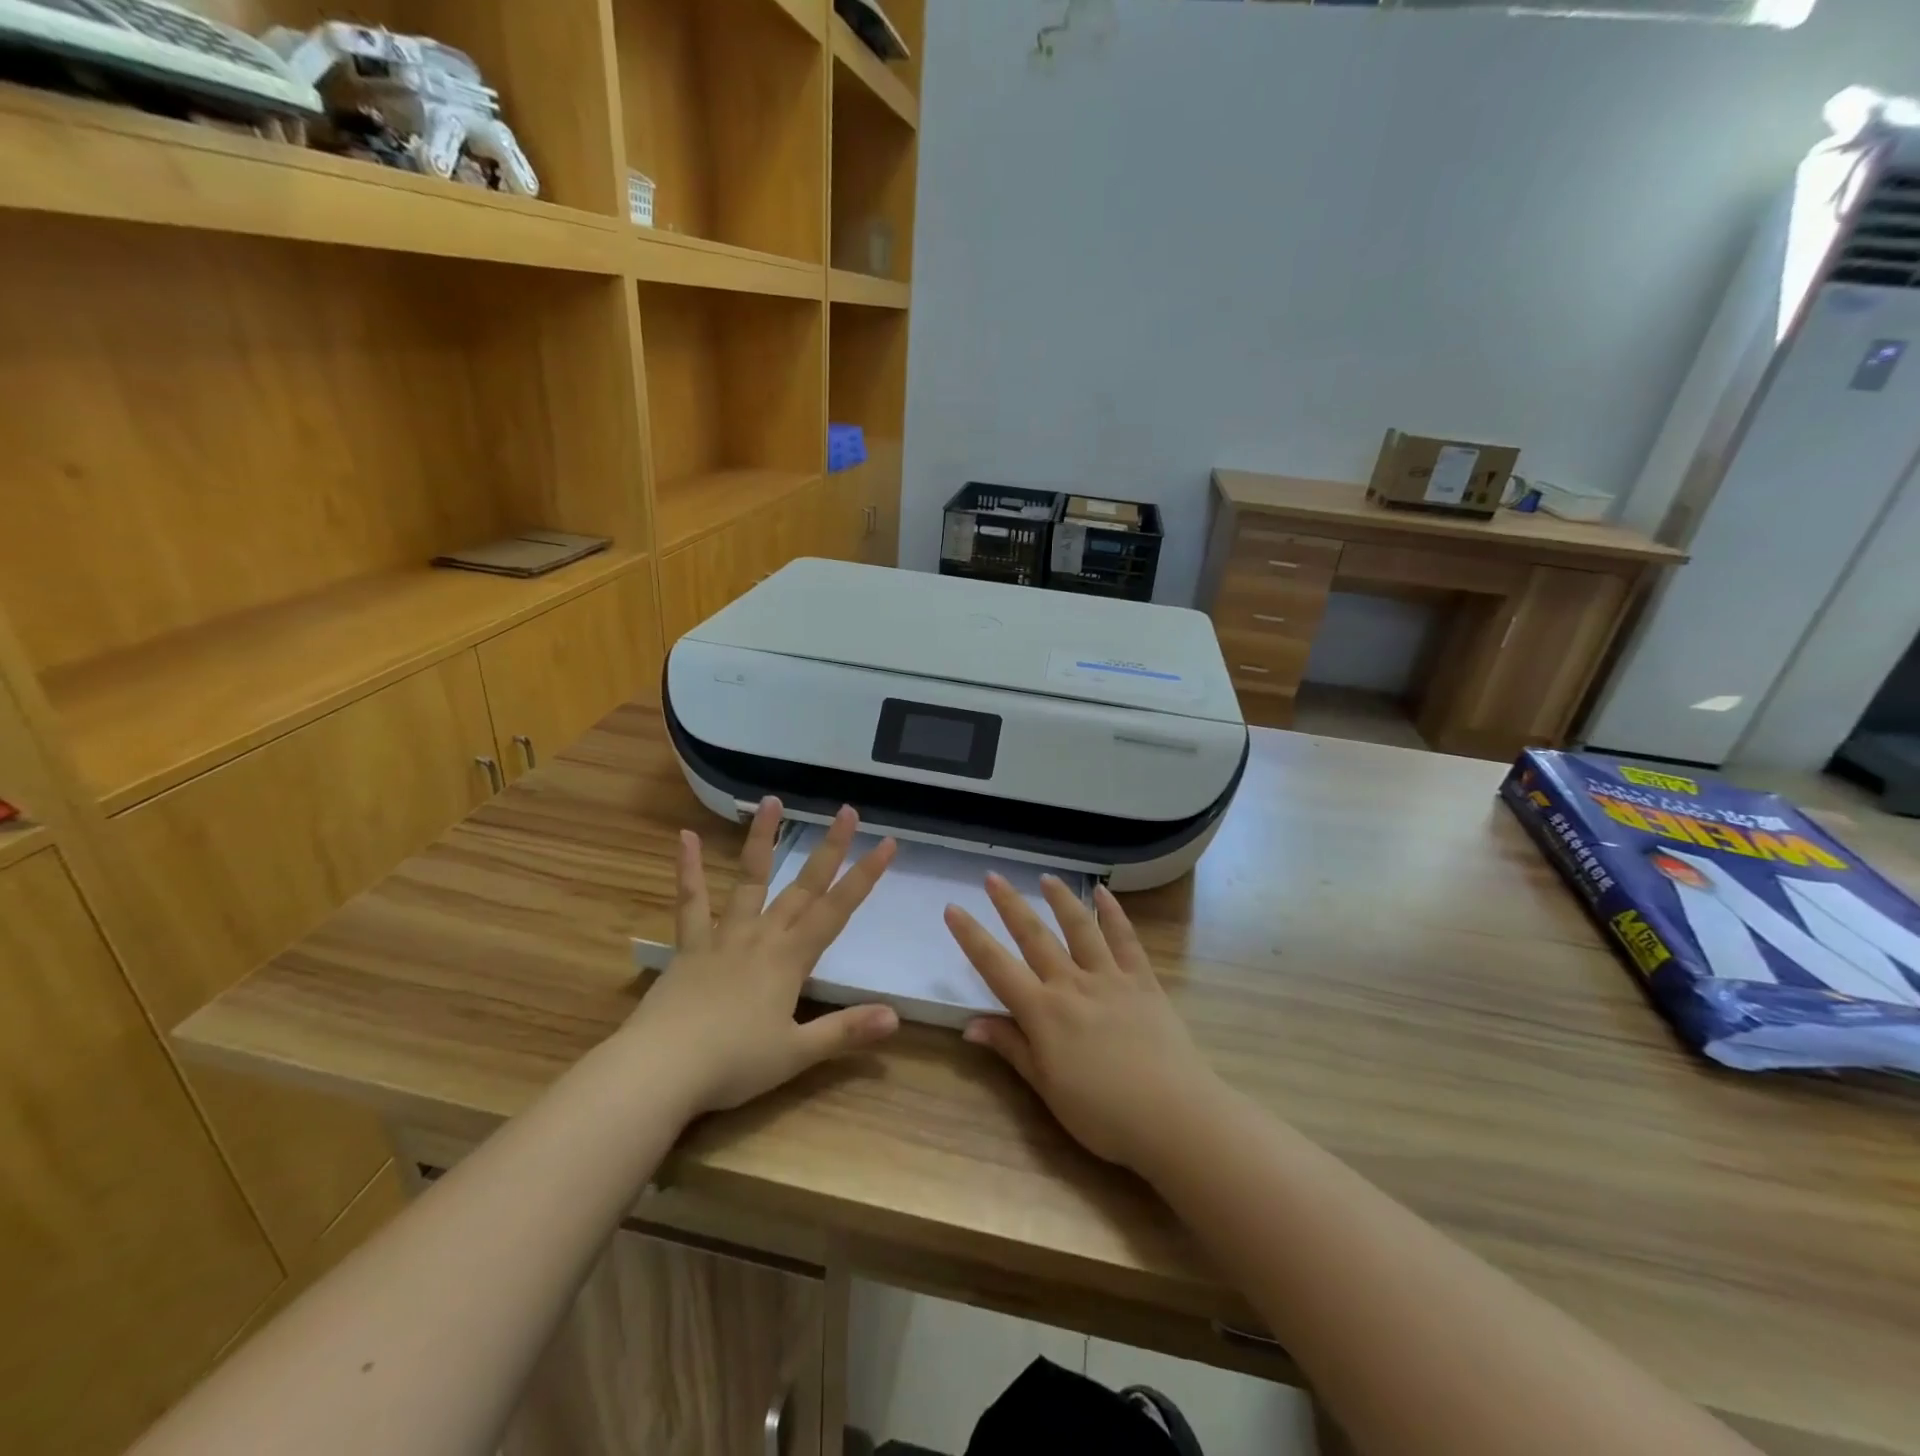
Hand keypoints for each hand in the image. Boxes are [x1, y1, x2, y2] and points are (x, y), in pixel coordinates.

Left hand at [630, 798, 900, 1116]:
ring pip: (750, 880)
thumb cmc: (733, 1063)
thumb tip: (896, 1017)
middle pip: (803, 887)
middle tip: (847, 811)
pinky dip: (688, 869)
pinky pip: (690, 902)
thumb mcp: (796, 1054)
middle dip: (830, 849)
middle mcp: (762, 936)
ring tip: (773, 801)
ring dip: (763, 841)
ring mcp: (723, 936)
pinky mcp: (688, 946)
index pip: (838, 910)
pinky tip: (684, 837)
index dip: (865, 876)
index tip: (887, 843)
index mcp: (790, 959)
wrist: (660, 1069)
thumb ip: (846, 1031)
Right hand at [945, 875, 1224, 1173]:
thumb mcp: (1047, 1088)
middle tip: (992, 876)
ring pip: (1079, 928)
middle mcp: (1071, 984)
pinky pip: (1125, 939)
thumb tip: (970, 1025)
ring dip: (1060, 899)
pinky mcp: (1143, 981)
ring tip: (1045, 877)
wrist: (1174, 1116)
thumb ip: (1011, 1048)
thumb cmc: (1103, 1114)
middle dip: (1009, 904)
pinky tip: (1104, 894)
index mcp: (1043, 1012)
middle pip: (1034, 936)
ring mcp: (1110, 977)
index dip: (971, 937)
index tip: (953, 908)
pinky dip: (1113, 914)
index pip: (996, 966)